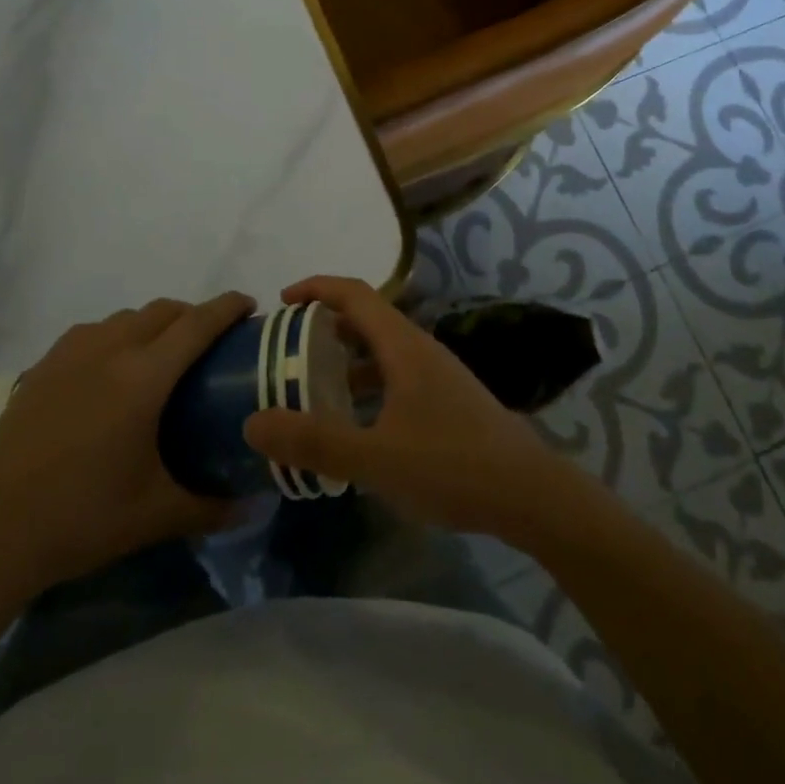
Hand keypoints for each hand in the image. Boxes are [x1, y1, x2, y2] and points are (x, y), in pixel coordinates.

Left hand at [0, 294, 250, 591]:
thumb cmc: (84, 517)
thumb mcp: (156, 515)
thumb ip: (211, 506)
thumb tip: (252, 507)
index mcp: (144, 377)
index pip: (197, 323)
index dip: (227, 307)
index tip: (248, 305)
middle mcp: (110, 349)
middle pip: (163, 310)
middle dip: (193, 314)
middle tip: (210, 343)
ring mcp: (71, 353)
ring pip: (126, 316)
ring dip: (153, 323)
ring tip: (161, 357)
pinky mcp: (43, 366)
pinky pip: (93, 331)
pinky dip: (116, 335)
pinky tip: (110, 371)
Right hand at [242, 276, 598, 541]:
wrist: (531, 495)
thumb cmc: (452, 465)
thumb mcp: (376, 457)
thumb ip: (315, 441)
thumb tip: (252, 423)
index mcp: (403, 346)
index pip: (354, 293)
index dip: (316, 288)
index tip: (281, 302)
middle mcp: (420, 350)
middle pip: (366, 320)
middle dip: (324, 327)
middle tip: (287, 350)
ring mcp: (437, 376)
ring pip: (382, 353)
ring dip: (346, 361)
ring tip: (312, 388)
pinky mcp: (447, 402)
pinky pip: (395, 379)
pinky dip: (367, 388)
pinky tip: (355, 426)